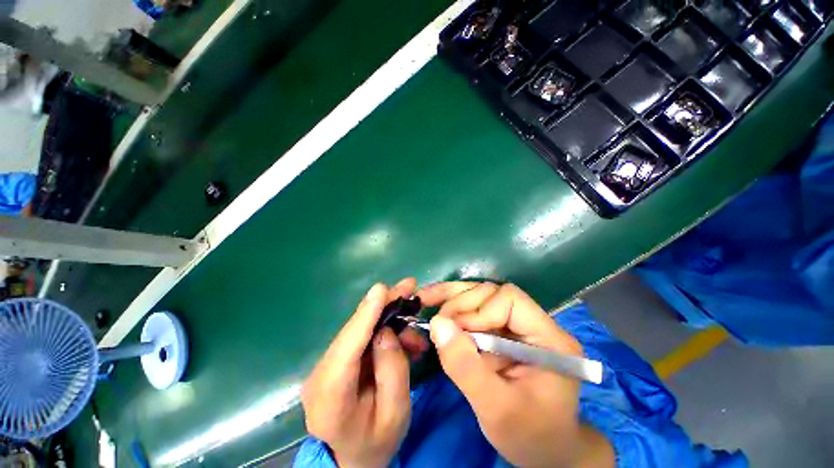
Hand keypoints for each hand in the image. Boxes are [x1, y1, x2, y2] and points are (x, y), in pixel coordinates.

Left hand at [302, 279, 426, 467]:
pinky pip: (360, 336)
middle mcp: (320, 376)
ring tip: (412, 322)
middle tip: (408, 286)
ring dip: (387, 317)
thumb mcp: (396, 413)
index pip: (347, 350)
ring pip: (358, 329)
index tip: (381, 289)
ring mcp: (325, 366)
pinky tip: (402, 335)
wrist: (352, 457)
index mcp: (331, 399)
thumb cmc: (377, 441)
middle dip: (382, 305)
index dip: (365, 316)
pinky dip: (381, 328)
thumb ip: (393, 370)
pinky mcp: (334, 360)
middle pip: (352, 332)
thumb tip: (386, 331)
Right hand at [418, 282, 614, 467]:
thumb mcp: (496, 409)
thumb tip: (437, 324)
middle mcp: (534, 322)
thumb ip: (465, 367)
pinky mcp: (502, 331)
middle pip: (492, 293)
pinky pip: (475, 309)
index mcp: (548, 338)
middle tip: (437, 321)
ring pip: (481, 296)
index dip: (480, 310)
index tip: (458, 332)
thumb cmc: (528, 435)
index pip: (510, 300)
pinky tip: (435, 305)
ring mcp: (517, 324)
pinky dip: (453, 308)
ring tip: (426, 299)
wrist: (542, 449)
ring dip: (452, 299)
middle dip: (461, 303)